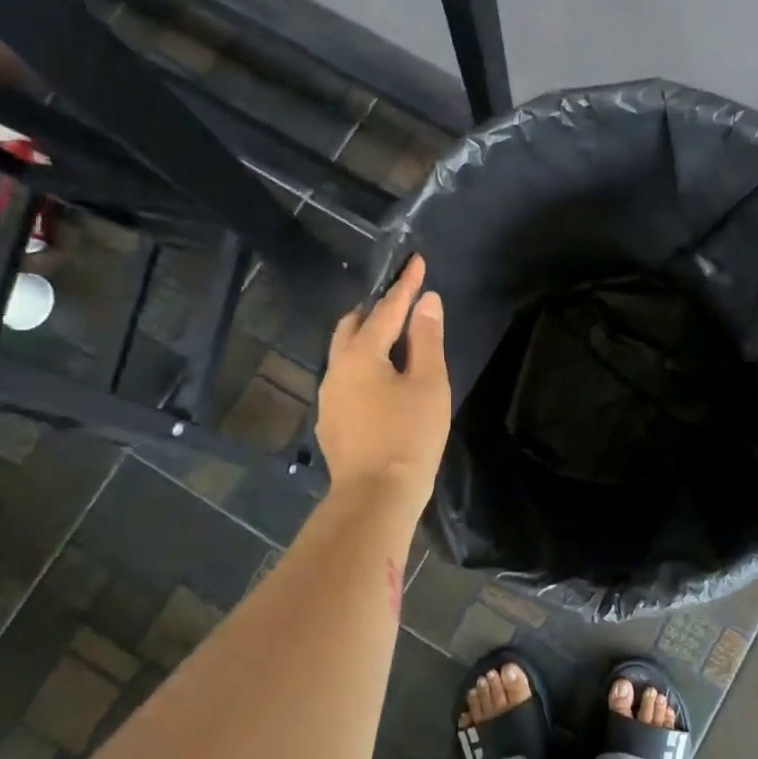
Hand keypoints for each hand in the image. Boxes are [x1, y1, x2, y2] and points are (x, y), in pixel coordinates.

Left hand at [317, 256, 449, 512]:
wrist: (376, 497)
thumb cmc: (409, 436)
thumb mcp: (428, 383)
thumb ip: (426, 339)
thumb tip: (426, 301)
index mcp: (360, 355)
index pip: (386, 310)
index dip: (404, 285)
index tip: (416, 260)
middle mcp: (336, 370)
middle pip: (351, 327)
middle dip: (375, 310)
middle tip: (401, 304)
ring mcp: (330, 399)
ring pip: (344, 354)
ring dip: (366, 339)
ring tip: (393, 342)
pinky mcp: (332, 423)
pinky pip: (346, 380)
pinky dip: (363, 367)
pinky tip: (381, 384)